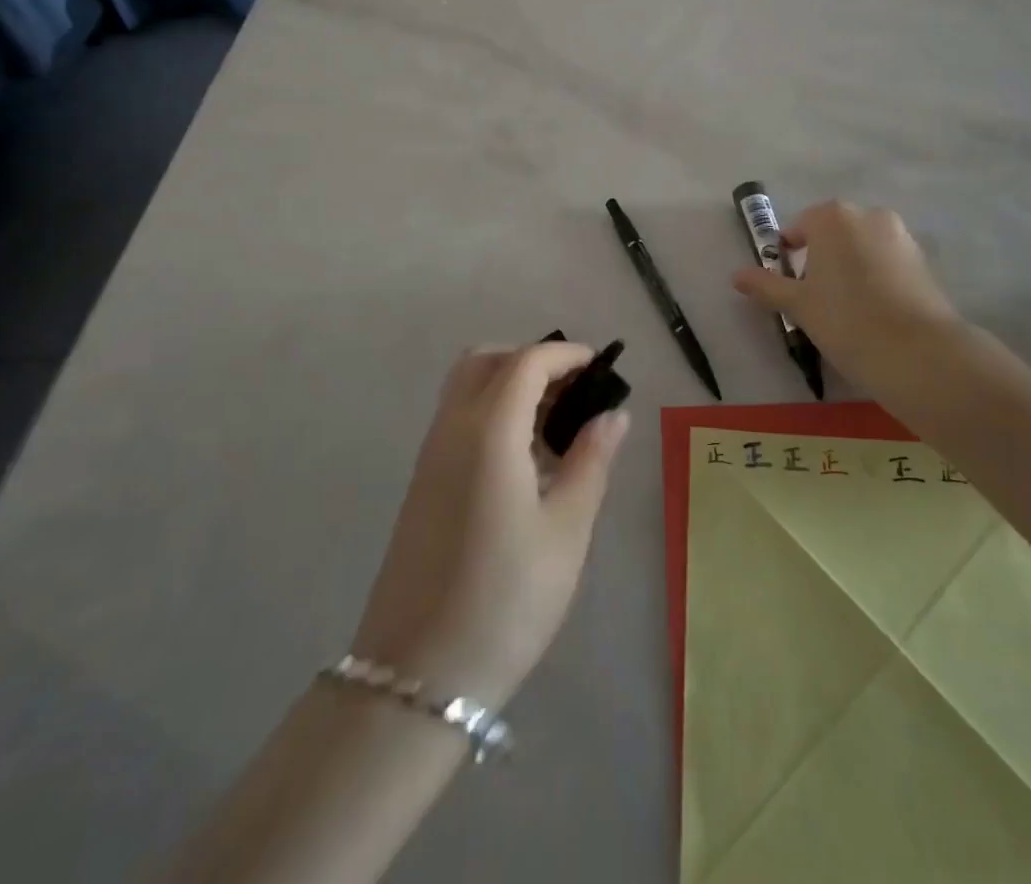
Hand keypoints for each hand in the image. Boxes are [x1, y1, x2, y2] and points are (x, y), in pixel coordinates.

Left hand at [351, 344, 630, 708]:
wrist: (416, 677)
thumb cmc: (506, 599)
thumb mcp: (566, 530)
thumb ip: (592, 462)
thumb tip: (613, 415)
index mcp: (488, 430)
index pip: (526, 362)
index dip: (565, 354)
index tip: (599, 366)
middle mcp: (451, 428)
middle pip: (486, 361)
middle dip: (531, 360)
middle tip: (573, 392)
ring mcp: (430, 455)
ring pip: (467, 388)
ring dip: (510, 384)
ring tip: (555, 426)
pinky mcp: (422, 483)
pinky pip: (458, 420)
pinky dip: (492, 412)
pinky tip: (524, 460)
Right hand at [732, 200, 969, 401]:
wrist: (918, 352)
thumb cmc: (845, 320)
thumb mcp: (798, 305)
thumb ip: (766, 286)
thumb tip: (736, 275)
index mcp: (832, 217)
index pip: (797, 229)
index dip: (787, 256)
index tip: (788, 287)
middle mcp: (868, 215)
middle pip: (832, 234)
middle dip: (820, 259)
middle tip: (814, 298)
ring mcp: (900, 235)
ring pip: (861, 247)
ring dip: (849, 267)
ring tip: (845, 308)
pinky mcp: (923, 260)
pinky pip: (886, 261)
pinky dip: (875, 278)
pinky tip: (873, 312)